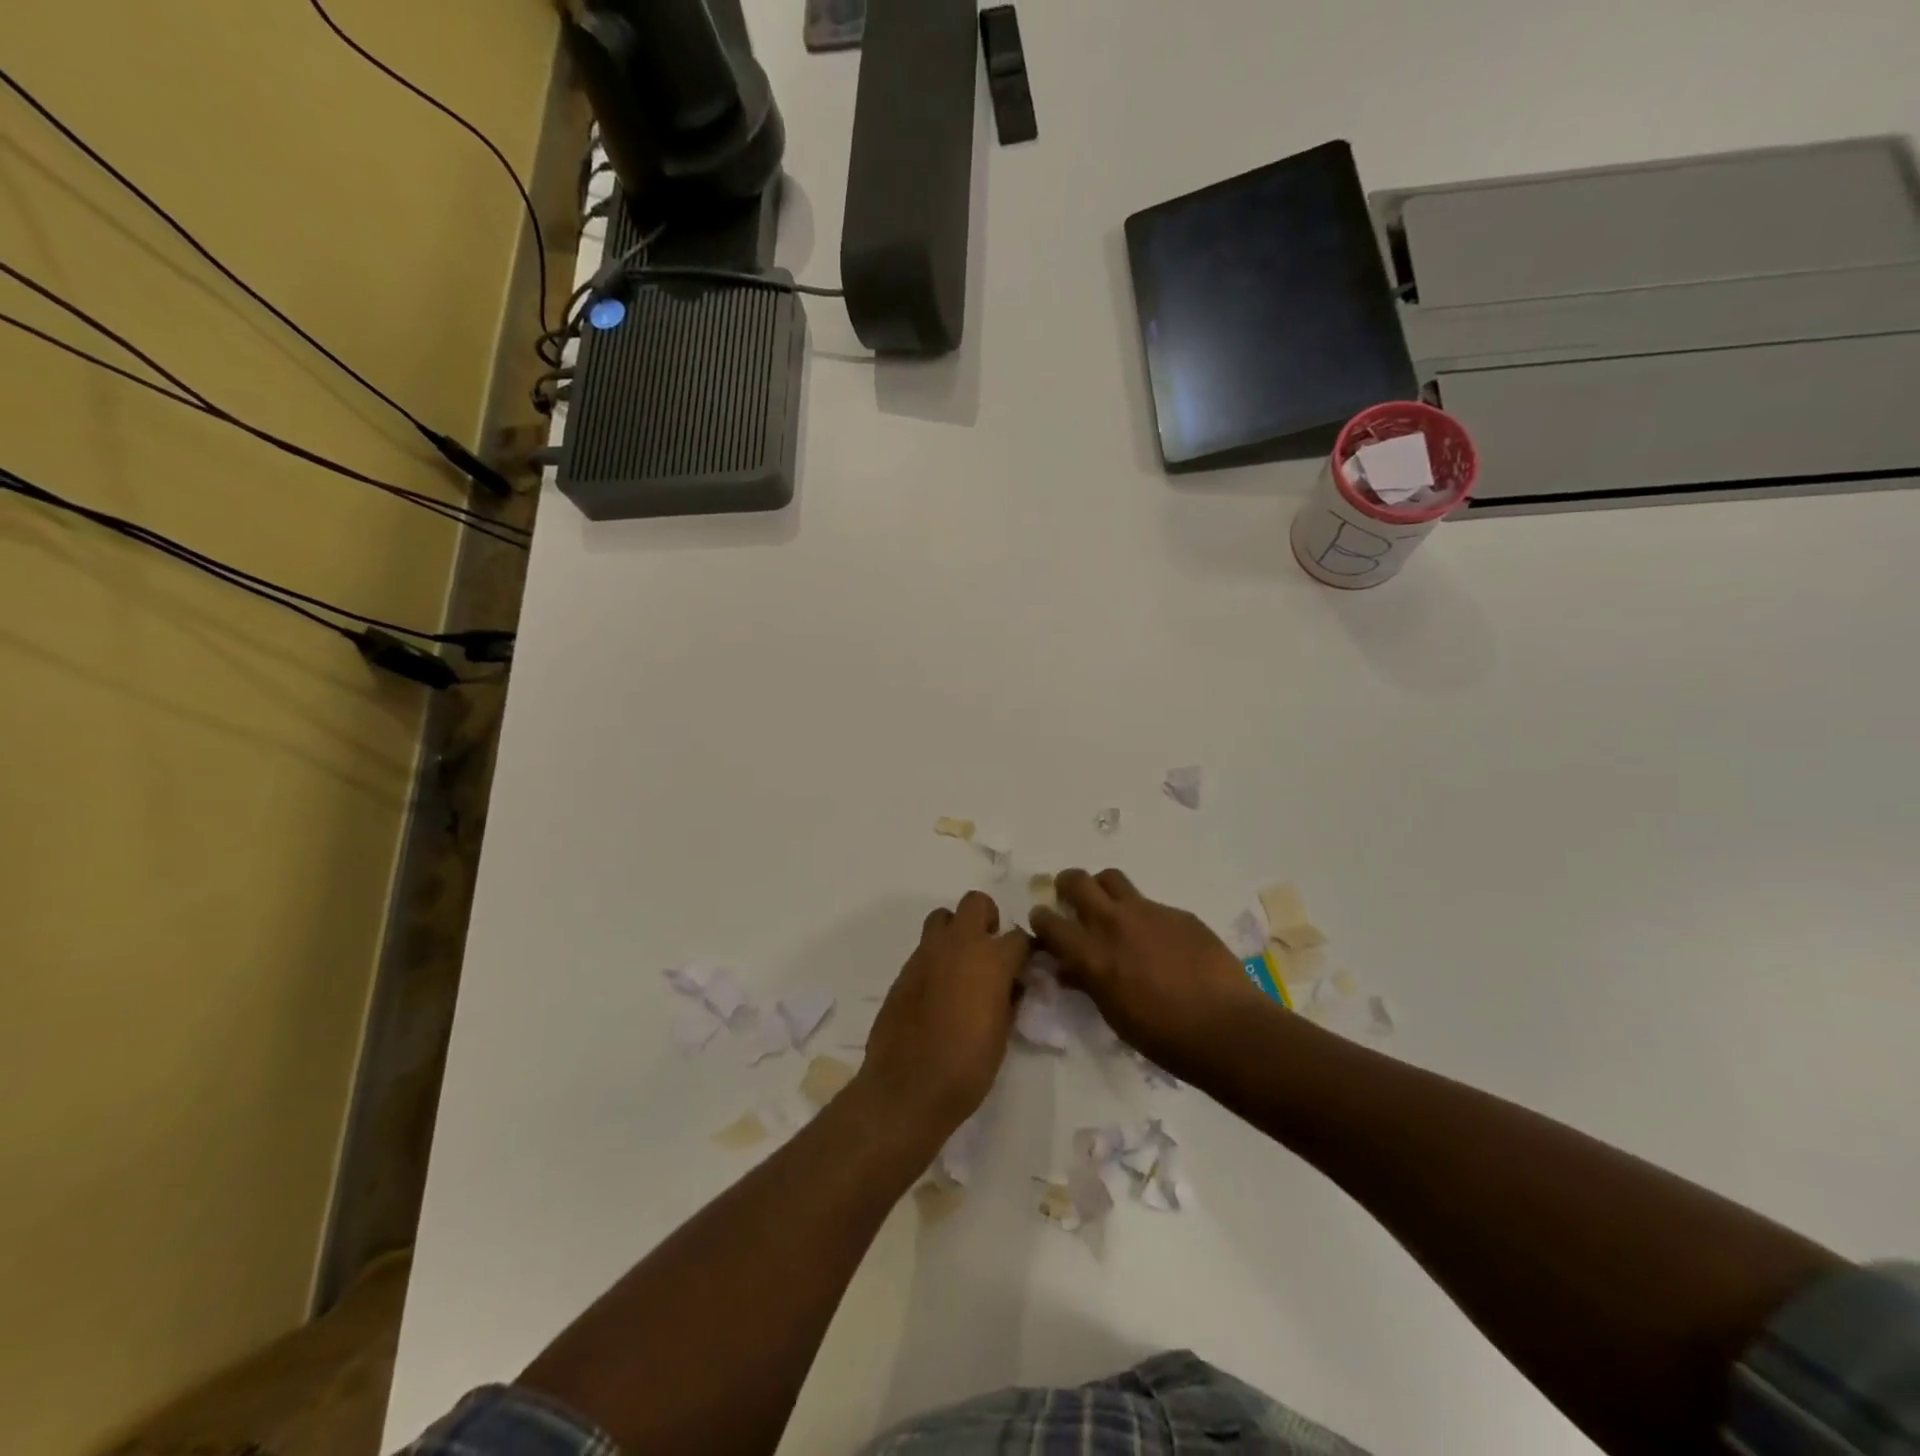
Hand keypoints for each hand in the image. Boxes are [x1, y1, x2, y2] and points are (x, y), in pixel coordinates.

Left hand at [857, 891, 1029, 1136]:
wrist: (907, 1087)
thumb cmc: (967, 1066)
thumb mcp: (1002, 1034)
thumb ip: (1010, 998)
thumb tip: (1012, 984)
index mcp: (991, 959)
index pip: (1020, 937)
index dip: (1026, 950)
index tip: (1027, 966)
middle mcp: (958, 945)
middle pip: (977, 903)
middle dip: (988, 920)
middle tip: (991, 952)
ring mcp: (926, 954)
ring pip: (943, 917)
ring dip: (956, 931)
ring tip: (962, 964)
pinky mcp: (904, 970)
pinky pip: (925, 948)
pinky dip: (936, 958)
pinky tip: (939, 990)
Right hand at [1031, 868, 1269, 1081]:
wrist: (1226, 1028)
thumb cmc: (1163, 1036)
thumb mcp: (1113, 1013)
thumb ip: (1088, 982)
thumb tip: (1070, 969)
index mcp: (1091, 954)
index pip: (1047, 921)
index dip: (1041, 919)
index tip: (1044, 924)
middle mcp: (1114, 923)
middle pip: (1076, 880)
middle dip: (1066, 886)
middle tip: (1071, 901)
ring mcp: (1148, 912)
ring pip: (1111, 878)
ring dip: (1103, 889)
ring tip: (1111, 909)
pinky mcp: (1178, 913)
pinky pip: (1150, 903)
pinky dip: (1143, 916)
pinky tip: (1160, 941)